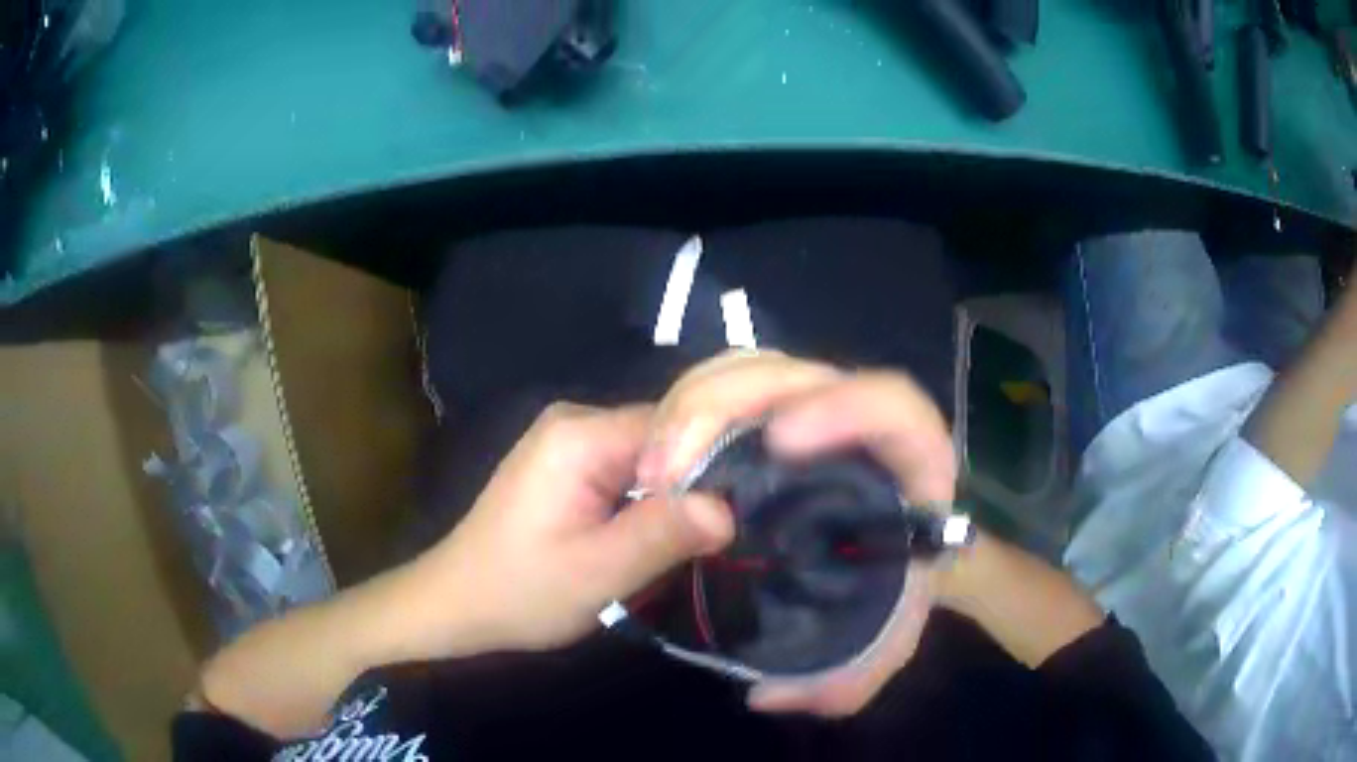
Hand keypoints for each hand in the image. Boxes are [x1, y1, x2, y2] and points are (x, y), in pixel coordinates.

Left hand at [410, 403, 735, 657]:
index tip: (742, 510)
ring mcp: (569, 438)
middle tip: (717, 535)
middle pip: (666, 436)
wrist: (457, 602)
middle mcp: (576, 420)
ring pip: (651, 455)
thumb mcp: (598, 573)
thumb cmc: (520, 591)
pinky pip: (629, 468)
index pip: (679, 424)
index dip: (715, 463)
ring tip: (691, 539)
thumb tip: (730, 509)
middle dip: (694, 483)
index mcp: (581, 434)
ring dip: (672, 496)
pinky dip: (649, 499)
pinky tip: (653, 532)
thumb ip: (663, 535)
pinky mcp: (568, 461)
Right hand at [640, 351, 956, 716]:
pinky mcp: (768, 415)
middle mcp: (859, 418)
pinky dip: (684, 409)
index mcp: (911, 460)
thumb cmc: (900, 589)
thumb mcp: (882, 645)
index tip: (780, 442)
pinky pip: (724, 388)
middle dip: (725, 405)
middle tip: (669, 469)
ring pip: (750, 371)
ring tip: (654, 467)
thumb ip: (846, 681)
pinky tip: (657, 459)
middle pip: (794, 373)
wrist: (903, 554)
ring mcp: (808, 409)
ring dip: (693, 404)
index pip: (889, 403)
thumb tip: (769, 695)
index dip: (841, 407)